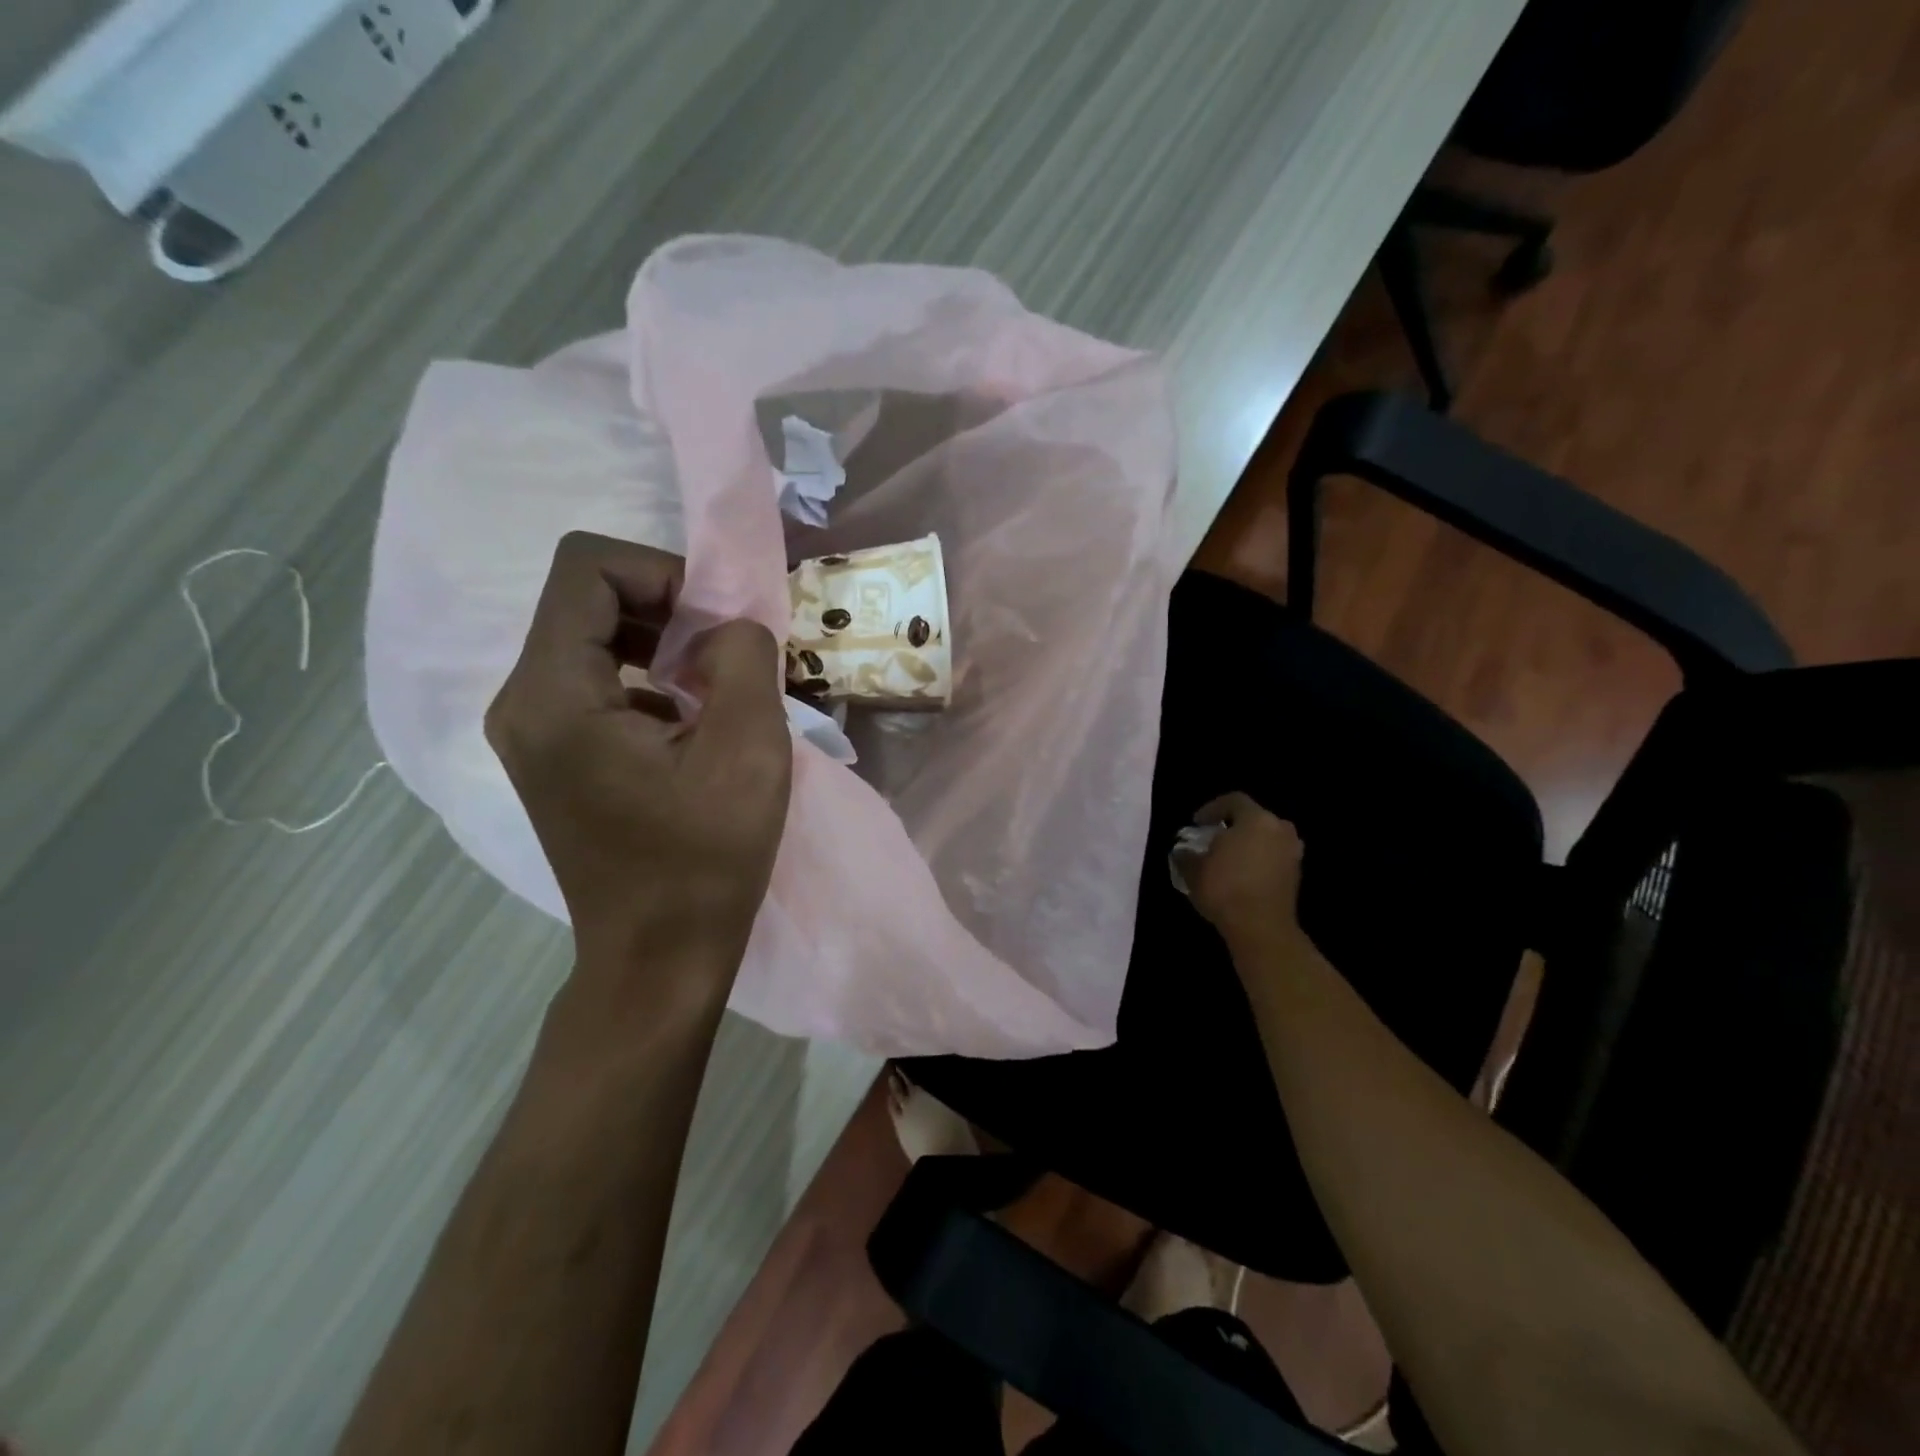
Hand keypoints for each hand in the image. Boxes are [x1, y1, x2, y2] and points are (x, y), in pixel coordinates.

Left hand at [485, 532, 792, 979]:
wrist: (658, 957)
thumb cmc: (705, 859)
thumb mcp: (749, 749)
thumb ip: (743, 658)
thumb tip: (726, 627)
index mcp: (554, 695)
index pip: (586, 567)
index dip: (662, 572)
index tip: (716, 625)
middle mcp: (521, 703)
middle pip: (585, 599)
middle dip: (665, 609)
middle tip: (724, 657)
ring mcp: (530, 733)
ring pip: (590, 638)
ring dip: (660, 646)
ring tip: (713, 692)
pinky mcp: (551, 757)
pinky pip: (593, 683)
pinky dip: (646, 681)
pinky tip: (689, 728)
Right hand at [1176, 792, 1308, 955]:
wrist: (1262, 928)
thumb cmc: (1225, 889)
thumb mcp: (1193, 870)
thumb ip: (1187, 855)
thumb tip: (1183, 851)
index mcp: (1256, 819)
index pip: (1233, 801)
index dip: (1212, 809)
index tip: (1197, 823)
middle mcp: (1279, 829)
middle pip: (1254, 819)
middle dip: (1233, 827)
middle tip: (1214, 840)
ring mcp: (1292, 853)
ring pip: (1266, 839)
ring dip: (1248, 845)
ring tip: (1228, 860)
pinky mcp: (1296, 875)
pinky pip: (1274, 858)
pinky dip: (1259, 861)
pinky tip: (1242, 876)